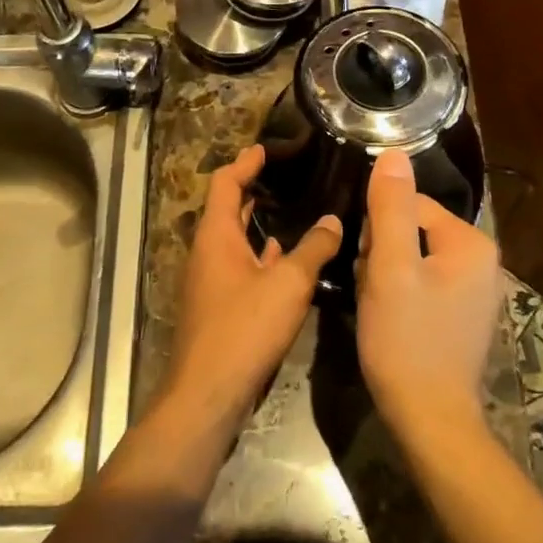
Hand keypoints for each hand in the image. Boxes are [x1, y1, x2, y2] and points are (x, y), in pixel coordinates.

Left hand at [163, 145, 341, 436]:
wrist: (209, 393)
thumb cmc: (244, 328)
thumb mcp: (288, 284)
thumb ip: (313, 249)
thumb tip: (333, 221)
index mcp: (216, 236)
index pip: (225, 184)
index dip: (244, 163)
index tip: (265, 149)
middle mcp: (208, 253)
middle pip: (228, 209)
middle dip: (252, 190)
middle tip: (283, 176)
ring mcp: (212, 281)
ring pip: (236, 240)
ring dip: (257, 224)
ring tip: (292, 211)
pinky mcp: (220, 306)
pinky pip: (241, 267)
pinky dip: (261, 256)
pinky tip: (285, 260)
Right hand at [356, 149, 502, 438]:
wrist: (429, 418)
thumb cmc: (406, 340)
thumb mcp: (390, 268)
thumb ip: (390, 208)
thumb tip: (393, 153)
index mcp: (471, 243)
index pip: (409, 206)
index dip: (377, 233)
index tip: (368, 268)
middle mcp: (483, 261)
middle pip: (412, 231)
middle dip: (383, 256)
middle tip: (373, 291)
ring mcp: (476, 291)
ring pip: (413, 259)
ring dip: (387, 277)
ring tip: (379, 309)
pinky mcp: (464, 316)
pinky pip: (424, 285)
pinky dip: (402, 296)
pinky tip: (391, 321)